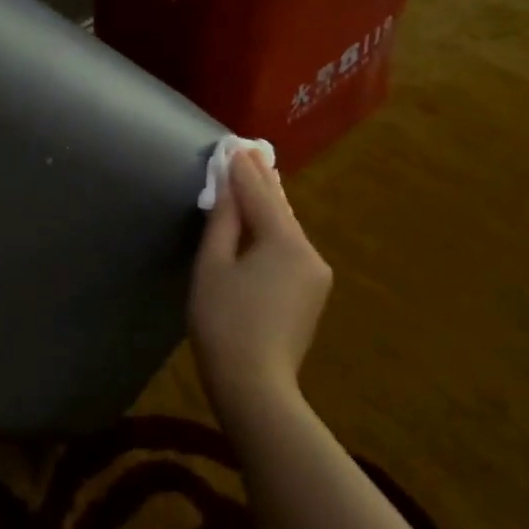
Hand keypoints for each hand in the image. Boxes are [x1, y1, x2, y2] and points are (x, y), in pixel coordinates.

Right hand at [190, 149, 332, 408]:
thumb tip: (227, 187)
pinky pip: (289, 249)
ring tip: (255, 178)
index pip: (260, 195)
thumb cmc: (224, 322)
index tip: (234, 144)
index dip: (243, 170)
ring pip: (286, 229)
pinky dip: (273, 230)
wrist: (255, 385)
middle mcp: (308, 252)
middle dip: (262, 182)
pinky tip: (263, 222)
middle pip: (280, 209)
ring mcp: (314, 275)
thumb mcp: (213, 267)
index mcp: (285, 242)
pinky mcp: (310, 294)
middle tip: (249, 151)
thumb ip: (223, 222)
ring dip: (268, 206)